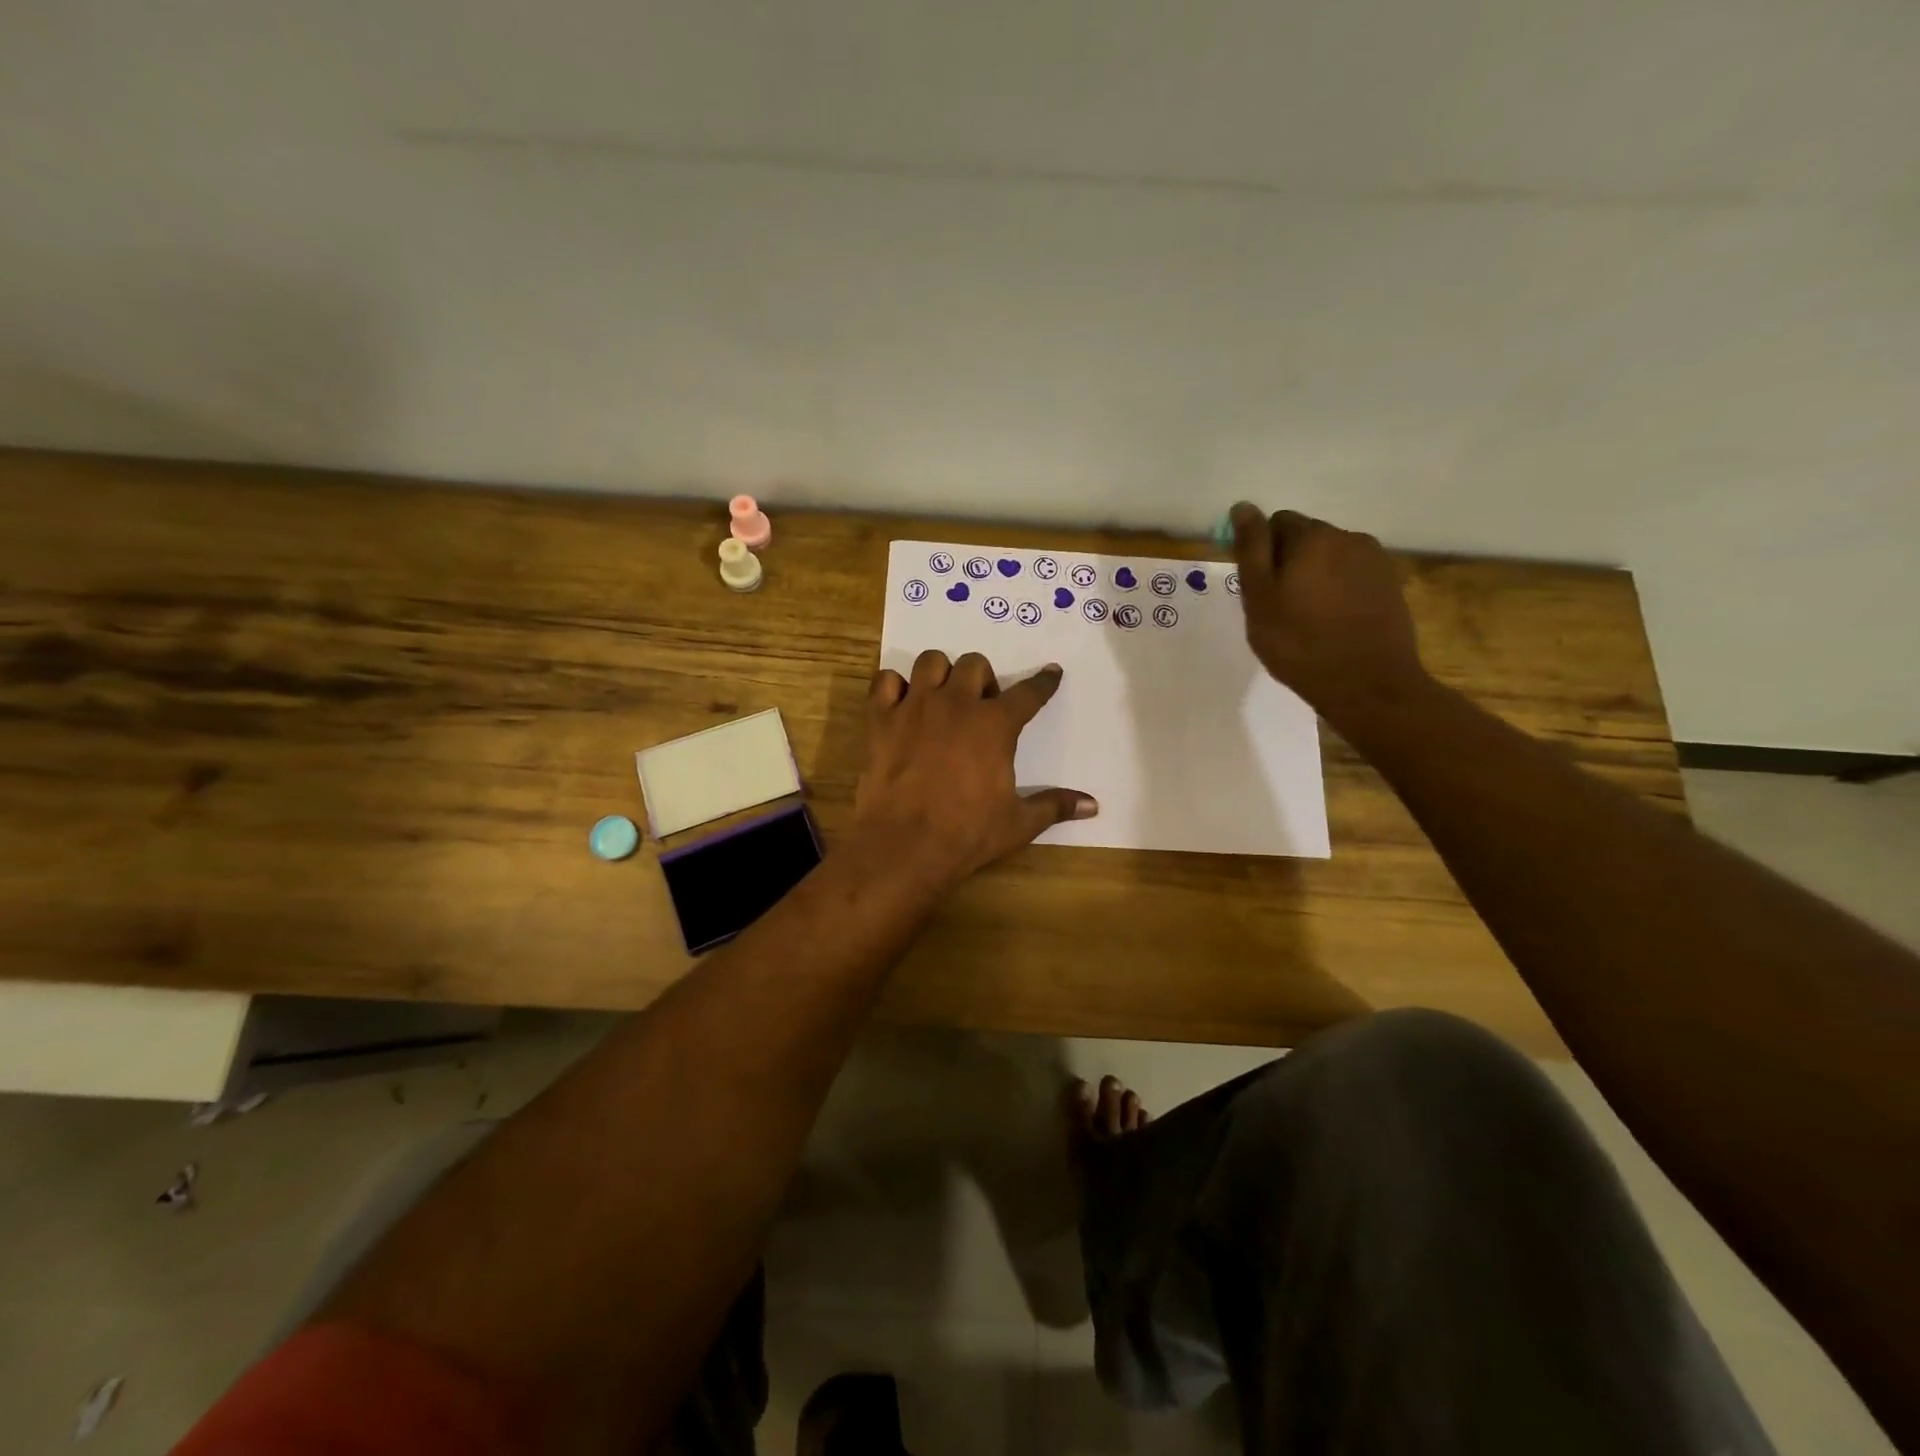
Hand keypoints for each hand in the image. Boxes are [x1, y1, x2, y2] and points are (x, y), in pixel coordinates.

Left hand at [851, 651, 1096, 890]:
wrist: (905, 845)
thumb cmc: (967, 833)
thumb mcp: (1018, 823)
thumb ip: (1054, 806)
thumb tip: (1093, 805)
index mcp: (995, 725)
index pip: (1028, 694)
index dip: (1043, 682)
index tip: (1051, 672)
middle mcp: (956, 704)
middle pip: (974, 665)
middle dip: (982, 680)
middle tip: (981, 708)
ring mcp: (915, 707)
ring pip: (930, 662)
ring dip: (940, 675)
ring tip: (941, 699)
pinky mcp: (880, 719)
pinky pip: (884, 680)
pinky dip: (893, 687)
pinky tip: (901, 706)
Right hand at [1229, 503, 1427, 713]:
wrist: (1368, 684)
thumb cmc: (1300, 643)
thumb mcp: (1260, 598)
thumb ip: (1251, 550)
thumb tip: (1243, 507)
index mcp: (1313, 536)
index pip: (1276, 523)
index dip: (1262, 554)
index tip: (1258, 589)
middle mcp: (1349, 537)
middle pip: (1306, 539)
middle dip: (1289, 564)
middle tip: (1278, 609)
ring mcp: (1375, 561)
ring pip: (1331, 559)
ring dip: (1315, 578)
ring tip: (1307, 619)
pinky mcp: (1390, 586)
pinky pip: (1352, 578)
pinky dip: (1338, 592)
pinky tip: (1332, 624)